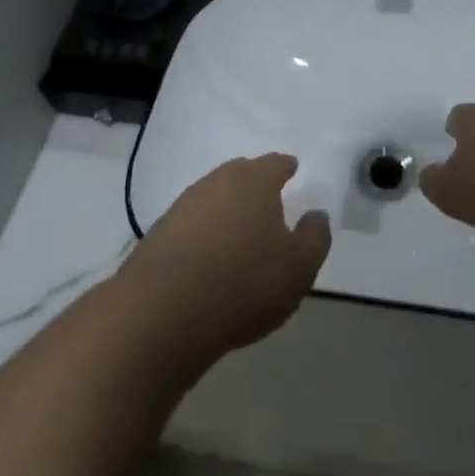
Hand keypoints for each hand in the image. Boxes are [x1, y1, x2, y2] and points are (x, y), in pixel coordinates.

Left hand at [119, 155, 330, 362]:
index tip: (292, 170)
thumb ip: (315, 236)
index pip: (275, 163)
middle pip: (240, 174)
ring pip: (213, 197)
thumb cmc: (244, 282)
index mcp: (255, 180)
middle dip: (255, 183)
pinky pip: (191, 224)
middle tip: (267, 200)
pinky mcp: (158, 234)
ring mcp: (183, 206)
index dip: (285, 167)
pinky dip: (204, 233)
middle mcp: (217, 182)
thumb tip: (316, 214)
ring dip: (226, 209)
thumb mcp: (299, 266)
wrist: (162, 312)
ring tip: (238, 231)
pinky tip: (208, 255)